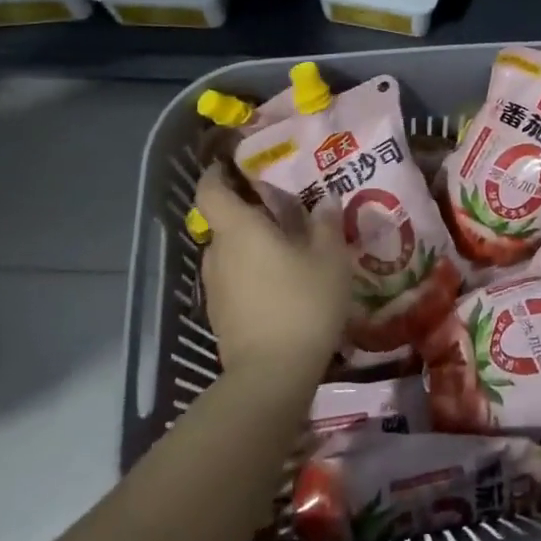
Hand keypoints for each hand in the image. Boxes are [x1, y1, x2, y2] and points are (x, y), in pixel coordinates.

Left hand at [194, 165, 348, 381]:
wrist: (272, 375)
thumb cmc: (302, 302)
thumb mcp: (330, 257)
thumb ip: (326, 223)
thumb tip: (325, 200)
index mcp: (238, 229)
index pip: (211, 189)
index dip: (217, 173)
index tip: (237, 164)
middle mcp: (218, 253)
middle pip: (225, 221)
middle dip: (250, 212)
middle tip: (284, 209)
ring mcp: (215, 287)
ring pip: (231, 252)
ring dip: (252, 245)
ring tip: (288, 248)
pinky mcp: (221, 315)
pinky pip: (235, 279)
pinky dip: (252, 273)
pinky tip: (282, 284)